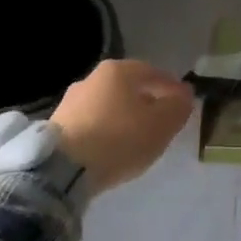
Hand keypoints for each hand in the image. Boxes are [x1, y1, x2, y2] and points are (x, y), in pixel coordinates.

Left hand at [51, 60, 193, 194]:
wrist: (62, 169)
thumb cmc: (119, 139)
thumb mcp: (161, 125)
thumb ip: (177, 107)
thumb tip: (184, 95)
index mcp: (119, 70)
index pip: (154, 73)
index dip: (172, 88)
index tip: (184, 103)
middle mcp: (93, 78)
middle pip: (129, 87)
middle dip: (147, 101)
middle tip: (161, 120)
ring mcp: (71, 100)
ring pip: (109, 104)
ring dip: (124, 116)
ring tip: (136, 137)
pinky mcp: (57, 125)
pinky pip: (92, 122)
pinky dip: (106, 129)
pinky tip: (111, 147)